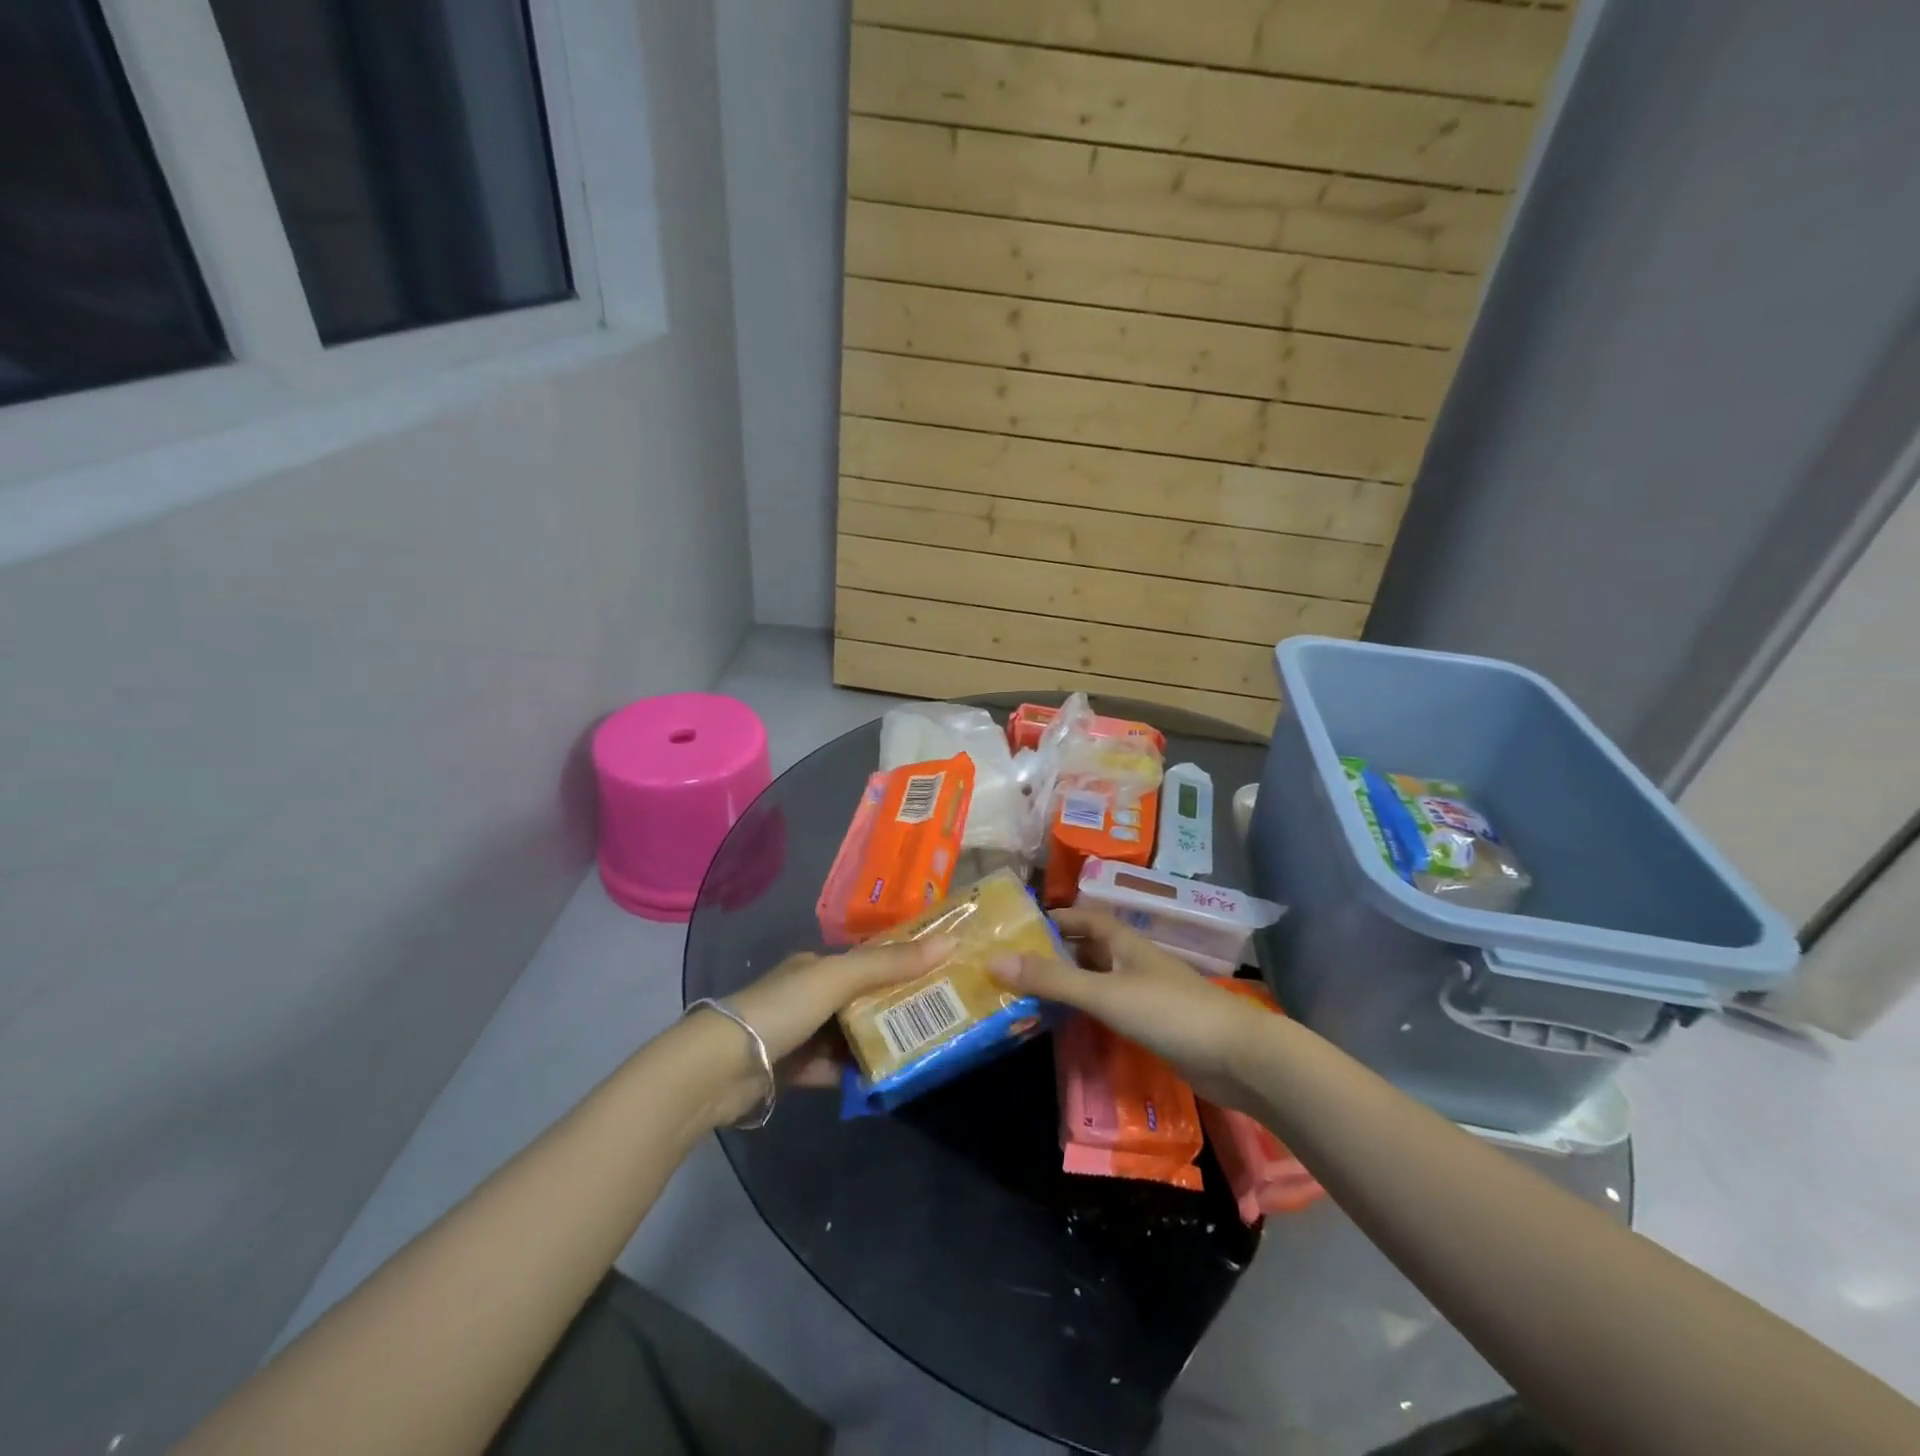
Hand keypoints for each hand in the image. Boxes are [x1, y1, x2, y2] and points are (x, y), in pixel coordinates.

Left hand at [727, 937, 955, 1064]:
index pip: (867, 959)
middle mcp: (808, 995)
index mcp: (816, 965)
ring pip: (849, 1035)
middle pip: (861, 999)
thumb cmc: (782, 1008)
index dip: (902, 962)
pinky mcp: (793, 1070)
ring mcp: (800, 1034)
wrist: (719, 1068)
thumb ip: (890, 963)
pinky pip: (834, 1069)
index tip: (940, 972)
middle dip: (895, 1006)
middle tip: (940, 1016)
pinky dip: (855, 1074)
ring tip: (922, 1048)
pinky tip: (884, 1080)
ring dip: (878, 1042)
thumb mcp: (839, 978)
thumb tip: (950, 941)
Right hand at [994, 907, 1264, 1106]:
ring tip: (1028, 995)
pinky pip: (1110, 1009)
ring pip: (1098, 981)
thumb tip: (993, 961)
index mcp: (1124, 943)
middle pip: (1088, 949)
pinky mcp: (1154, 1026)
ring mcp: (1146, 994)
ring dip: (1069, 984)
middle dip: (1054, 953)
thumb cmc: (1169, 1012)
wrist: (1237, 1057)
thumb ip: (1052, 979)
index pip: (1084, 919)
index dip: (1055, 918)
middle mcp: (1133, 962)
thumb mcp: (1104, 993)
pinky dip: (1087, 1012)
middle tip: (1013, 966)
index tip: (1018, 928)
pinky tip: (1068, 1026)